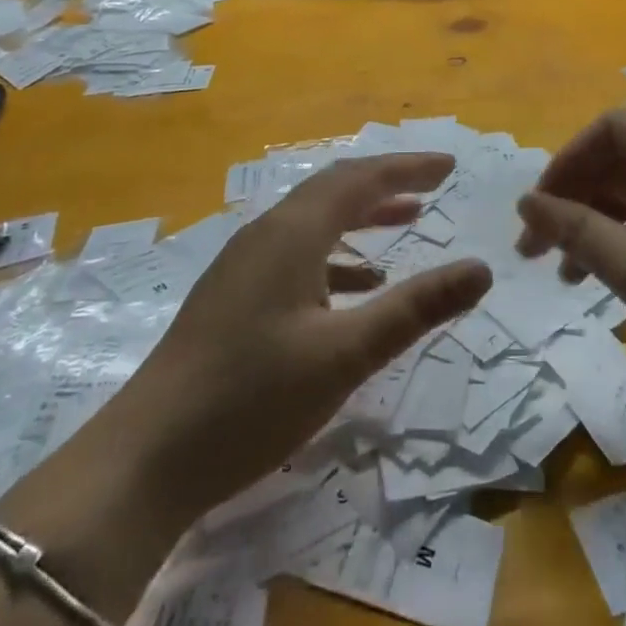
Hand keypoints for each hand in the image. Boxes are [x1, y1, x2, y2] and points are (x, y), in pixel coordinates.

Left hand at [111, 154, 492, 520]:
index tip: (449, 165)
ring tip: (406, 223)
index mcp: (293, 232)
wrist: (144, 460)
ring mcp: (244, 264)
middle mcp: (267, 233)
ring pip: (314, 220)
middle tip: (433, 185)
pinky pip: (297, 253)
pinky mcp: (234, 295)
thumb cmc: (252, 398)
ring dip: (362, 216)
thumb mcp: (345, 354)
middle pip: (335, 189)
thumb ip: (416, 308)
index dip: (408, 168)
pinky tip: (355, 288)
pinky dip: (336, 256)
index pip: (361, 178)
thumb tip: (480, 269)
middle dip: (387, 182)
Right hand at [517, 110, 625, 453]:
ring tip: (560, 271)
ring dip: (591, 223)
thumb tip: (525, 201)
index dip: (571, 159)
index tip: (539, 206)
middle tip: (534, 244)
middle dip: (575, 196)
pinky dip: (618, 243)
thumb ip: (578, 231)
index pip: (617, 130)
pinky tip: (592, 279)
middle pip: (623, 161)